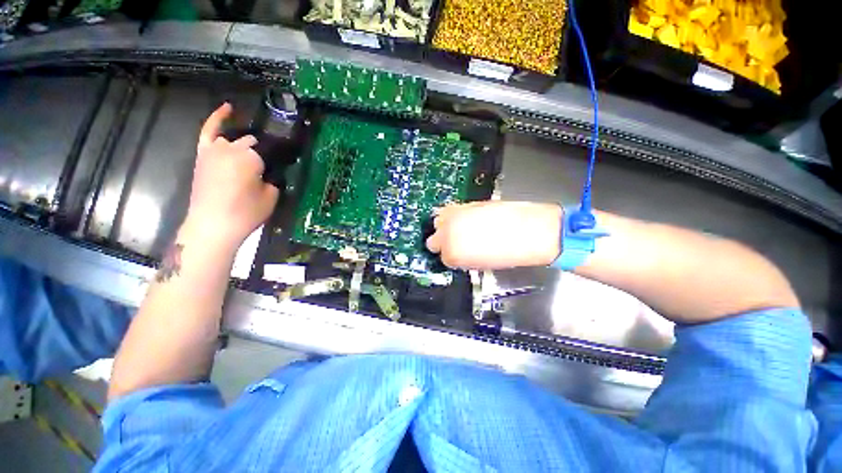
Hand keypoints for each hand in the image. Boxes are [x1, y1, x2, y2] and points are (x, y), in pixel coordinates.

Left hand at [182, 103, 279, 249]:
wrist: (213, 225)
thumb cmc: (246, 213)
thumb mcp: (271, 197)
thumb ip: (274, 180)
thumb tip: (271, 172)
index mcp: (252, 158)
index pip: (271, 153)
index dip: (278, 162)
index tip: (282, 170)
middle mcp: (233, 148)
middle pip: (254, 145)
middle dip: (262, 156)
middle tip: (267, 172)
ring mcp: (215, 149)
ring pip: (236, 141)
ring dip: (246, 149)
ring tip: (252, 161)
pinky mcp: (203, 155)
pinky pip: (209, 130)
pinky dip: (218, 118)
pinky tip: (228, 108)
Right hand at [426, 201, 562, 269]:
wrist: (532, 231)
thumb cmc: (510, 254)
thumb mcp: (481, 264)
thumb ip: (463, 258)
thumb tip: (458, 253)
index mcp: (453, 254)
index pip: (442, 257)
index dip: (452, 256)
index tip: (459, 255)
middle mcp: (448, 234)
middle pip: (433, 240)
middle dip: (443, 242)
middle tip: (457, 242)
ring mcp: (455, 216)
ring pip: (438, 221)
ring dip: (446, 226)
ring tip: (460, 228)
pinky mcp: (465, 203)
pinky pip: (449, 209)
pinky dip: (453, 215)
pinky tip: (465, 218)